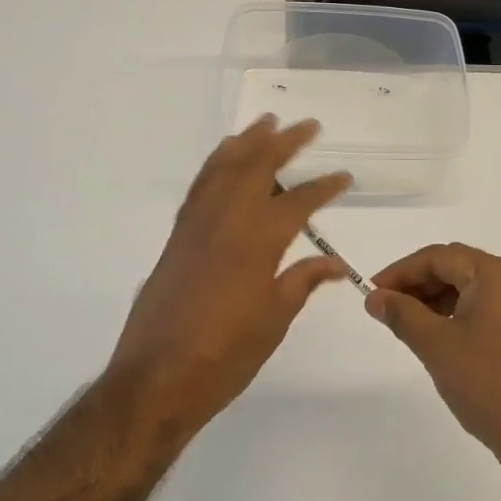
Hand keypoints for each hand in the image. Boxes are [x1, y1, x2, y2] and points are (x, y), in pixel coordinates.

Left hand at [107, 116, 351, 438]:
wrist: (156, 378)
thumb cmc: (224, 356)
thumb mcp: (273, 320)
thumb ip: (303, 281)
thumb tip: (335, 262)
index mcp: (257, 242)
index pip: (299, 202)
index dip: (324, 187)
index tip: (344, 177)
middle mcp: (226, 220)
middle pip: (258, 168)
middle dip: (285, 143)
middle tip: (308, 125)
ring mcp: (197, 224)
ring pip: (224, 168)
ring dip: (247, 142)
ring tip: (265, 122)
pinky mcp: (178, 235)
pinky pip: (200, 185)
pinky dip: (215, 164)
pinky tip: (224, 158)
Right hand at [367, 244, 500, 490]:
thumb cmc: (488, 382)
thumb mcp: (436, 345)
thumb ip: (402, 314)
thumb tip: (375, 298)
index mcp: (493, 274)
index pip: (437, 257)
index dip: (400, 271)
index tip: (372, 293)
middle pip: (453, 268)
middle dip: (416, 285)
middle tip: (385, 308)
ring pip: (466, 290)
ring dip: (432, 301)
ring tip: (405, 326)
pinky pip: (480, 310)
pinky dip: (452, 316)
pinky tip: (435, 339)